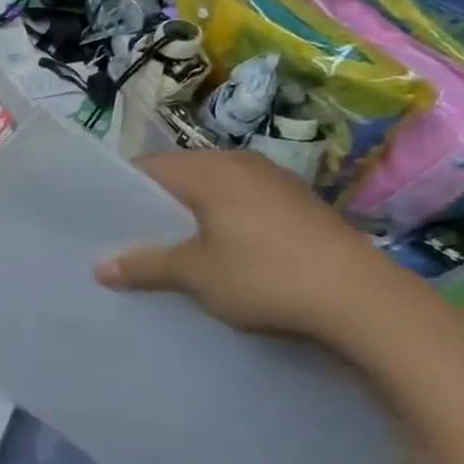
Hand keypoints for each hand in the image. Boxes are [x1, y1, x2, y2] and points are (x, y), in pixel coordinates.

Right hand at [94, 149, 433, 355]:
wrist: (364, 300)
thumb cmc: (266, 276)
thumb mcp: (196, 274)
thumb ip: (145, 264)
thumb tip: (99, 267)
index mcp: (210, 169)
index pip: (148, 168)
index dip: (120, 192)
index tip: (102, 221)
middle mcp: (241, 163)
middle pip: (181, 178)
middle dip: (155, 208)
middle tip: (131, 241)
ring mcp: (275, 182)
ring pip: (213, 192)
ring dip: (191, 218)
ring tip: (172, 252)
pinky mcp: (299, 205)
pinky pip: (242, 205)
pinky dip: (223, 224)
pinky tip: (222, 256)